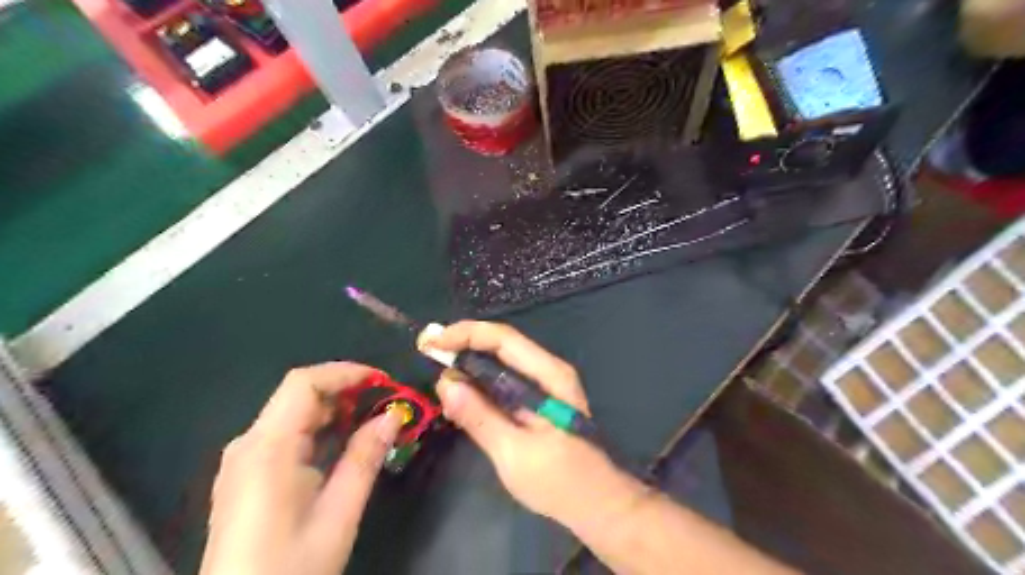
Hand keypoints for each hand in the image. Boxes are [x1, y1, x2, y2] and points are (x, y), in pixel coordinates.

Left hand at [200, 364, 404, 574]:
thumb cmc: (291, 568)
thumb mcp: (339, 513)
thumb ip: (365, 457)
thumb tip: (393, 415)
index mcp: (268, 448)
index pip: (304, 383)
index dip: (346, 372)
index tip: (385, 382)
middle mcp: (248, 444)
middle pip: (297, 394)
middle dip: (345, 389)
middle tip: (386, 401)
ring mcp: (242, 460)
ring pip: (291, 412)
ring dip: (334, 408)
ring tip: (372, 420)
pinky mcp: (245, 475)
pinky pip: (285, 434)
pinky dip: (318, 428)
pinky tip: (342, 443)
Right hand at [418, 322, 638, 523]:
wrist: (597, 504)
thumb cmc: (560, 480)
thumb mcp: (514, 452)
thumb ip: (480, 416)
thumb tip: (445, 383)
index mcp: (549, 375)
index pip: (503, 338)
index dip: (466, 334)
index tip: (432, 343)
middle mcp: (548, 372)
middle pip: (501, 346)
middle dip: (464, 347)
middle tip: (428, 356)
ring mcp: (544, 386)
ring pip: (501, 364)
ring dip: (470, 367)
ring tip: (440, 378)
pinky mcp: (537, 402)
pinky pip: (504, 383)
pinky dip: (480, 386)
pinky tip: (462, 399)